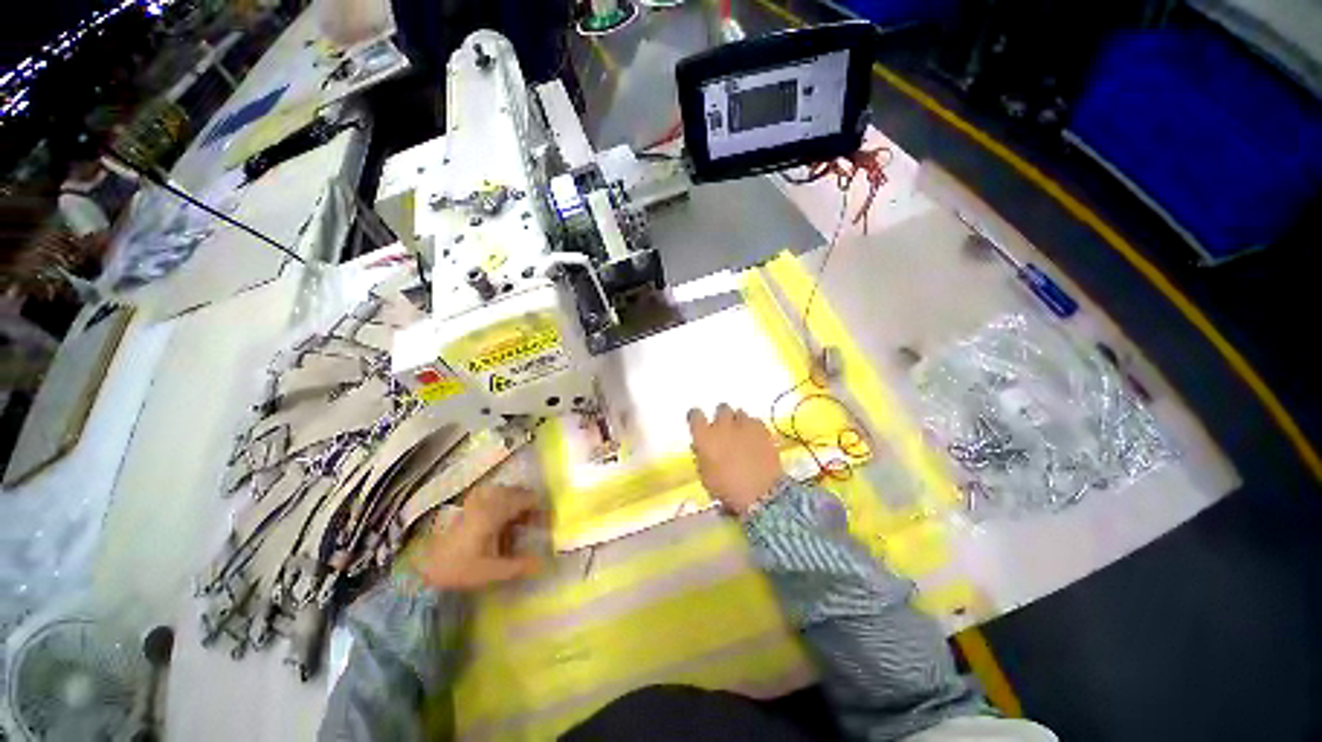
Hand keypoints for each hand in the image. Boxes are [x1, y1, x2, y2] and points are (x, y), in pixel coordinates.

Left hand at [411, 484, 543, 589]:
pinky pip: (494, 497)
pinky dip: (503, 507)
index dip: (541, 509)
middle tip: (533, 527)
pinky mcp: (468, 503)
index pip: (529, 498)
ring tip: (518, 528)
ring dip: (516, 507)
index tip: (546, 524)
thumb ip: (520, 566)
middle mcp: (489, 498)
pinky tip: (499, 526)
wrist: (420, 566)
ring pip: (507, 494)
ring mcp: (477, 498)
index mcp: (496, 509)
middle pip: (519, 493)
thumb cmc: (457, 567)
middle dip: (530, 508)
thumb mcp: (491, 571)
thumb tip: (545, 563)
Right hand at [688, 403, 783, 514]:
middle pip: (721, 409)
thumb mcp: (705, 476)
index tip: (698, 424)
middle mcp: (723, 424)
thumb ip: (701, 457)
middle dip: (722, 417)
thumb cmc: (726, 489)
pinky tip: (756, 439)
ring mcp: (744, 424)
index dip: (696, 418)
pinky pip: (755, 421)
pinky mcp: (762, 429)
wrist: (760, 494)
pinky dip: (754, 428)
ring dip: (738, 421)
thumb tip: (699, 446)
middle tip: (724, 430)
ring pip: (739, 413)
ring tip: (742, 435)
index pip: (695, 415)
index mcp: (704, 436)